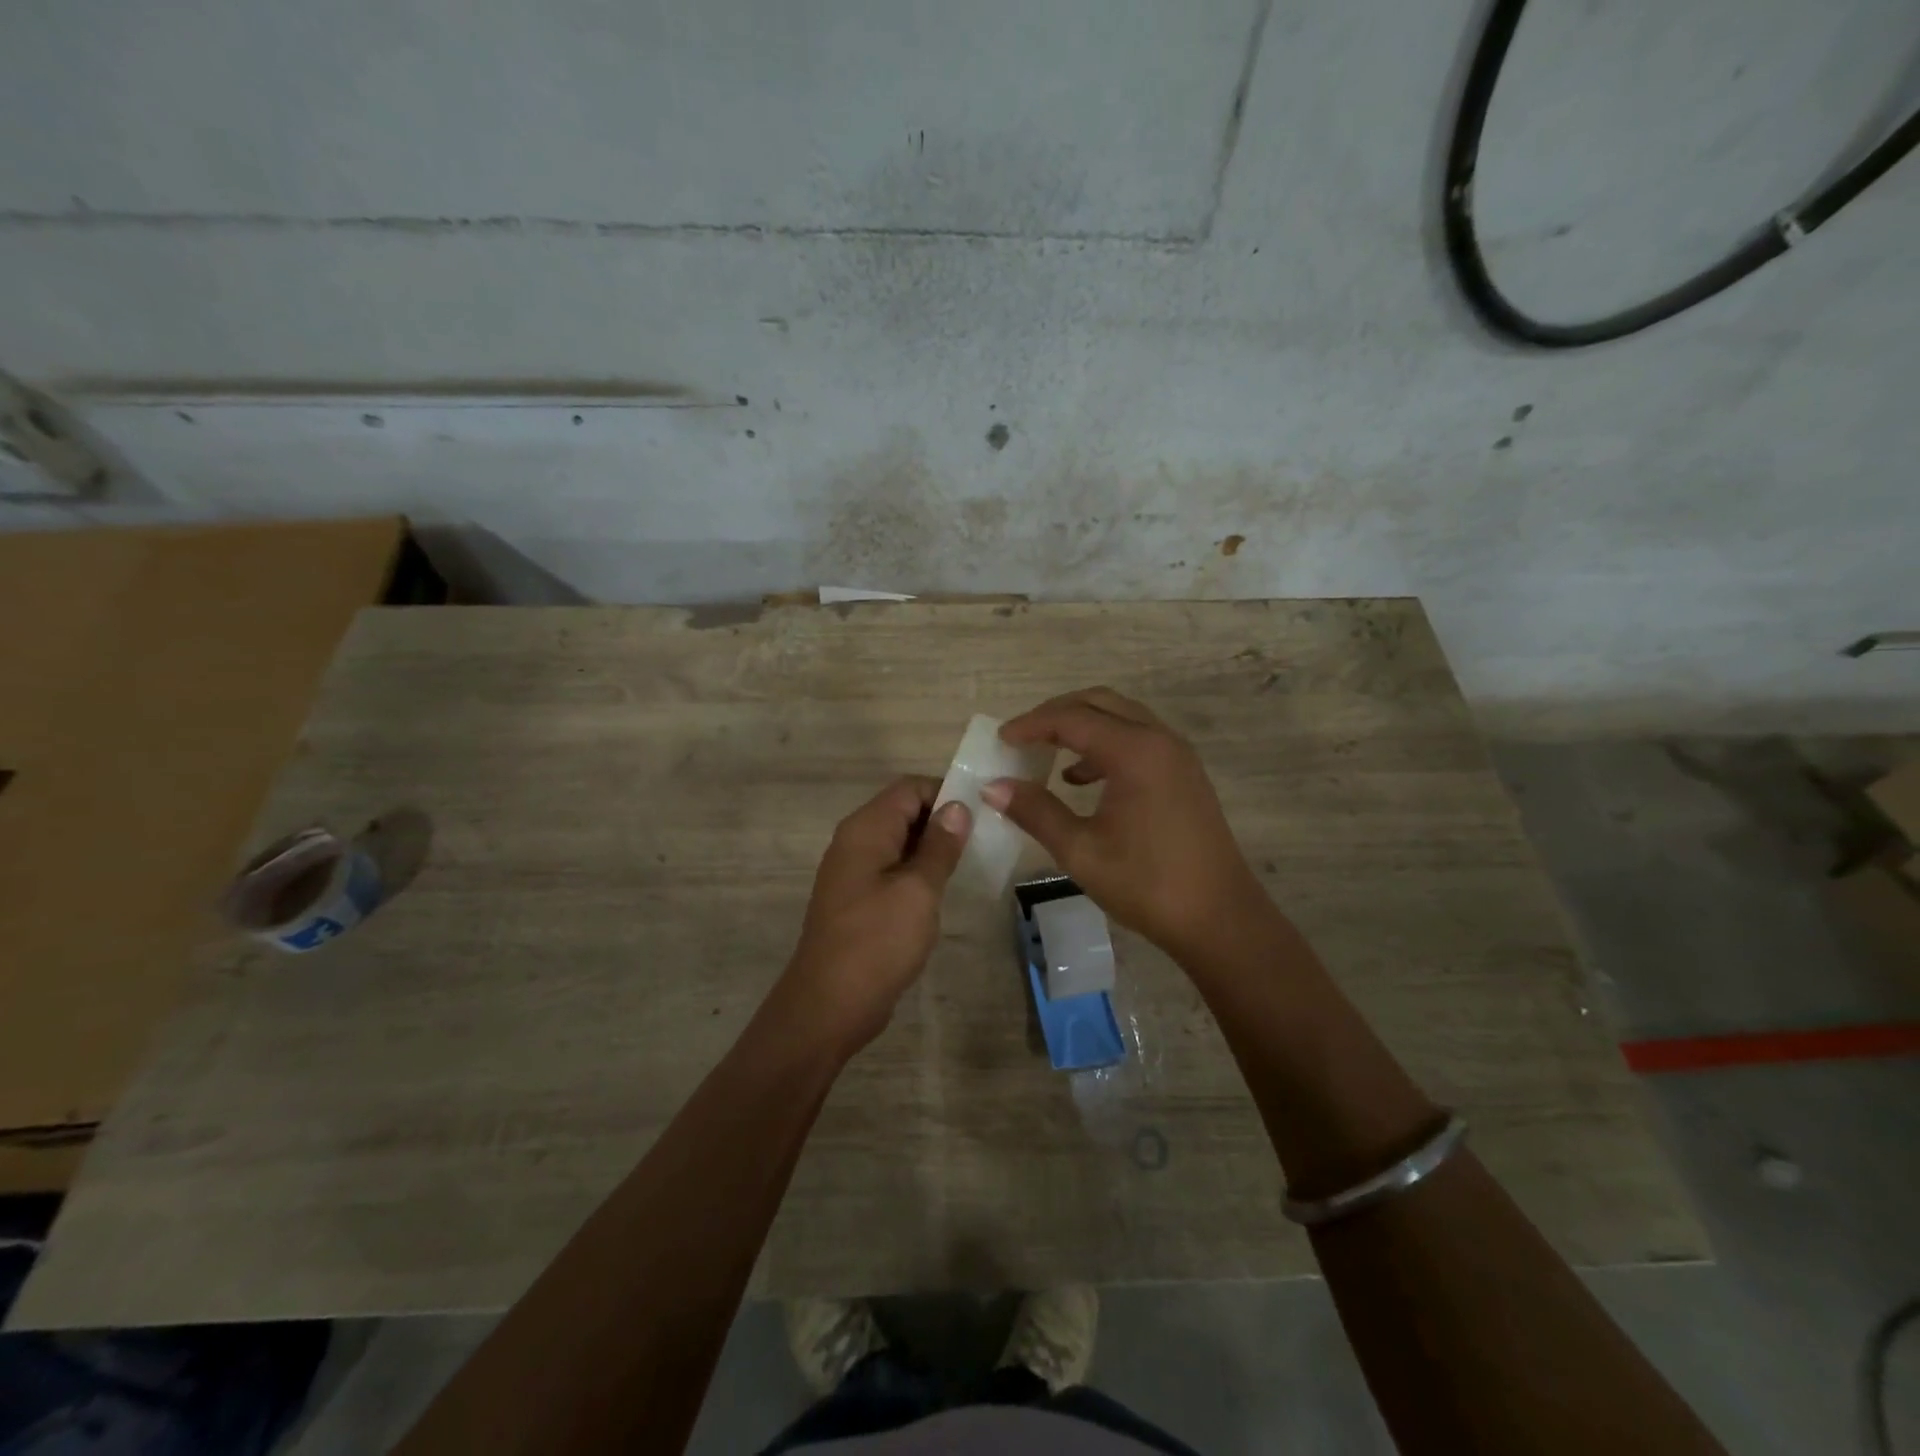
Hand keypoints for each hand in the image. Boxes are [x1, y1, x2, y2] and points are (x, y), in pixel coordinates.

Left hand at [778, 776, 971, 1053]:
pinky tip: (941, 892)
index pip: (909, 788)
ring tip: (969, 863)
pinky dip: (917, 873)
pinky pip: (891, 870)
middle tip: (982, 840)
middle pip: (903, 812)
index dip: (945, 794)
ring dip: (931, 849)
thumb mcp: (918, 890)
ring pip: (899, 843)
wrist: (828, 1006)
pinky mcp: (857, 900)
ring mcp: (853, 872)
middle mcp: (854, 842)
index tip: (981, 814)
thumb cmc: (877, 942)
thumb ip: (939, 846)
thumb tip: (957, 807)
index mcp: (865, 829)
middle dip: (941, 821)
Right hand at [984, 687, 1269, 956]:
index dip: (1032, 725)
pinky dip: (1105, 746)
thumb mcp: (1081, 850)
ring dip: (1083, 727)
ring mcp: (1176, 755)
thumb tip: (993, 787)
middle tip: (1023, 736)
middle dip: (1057, 714)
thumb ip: (1036, 812)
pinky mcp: (1183, 774)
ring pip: (1121, 718)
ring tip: (1047, 752)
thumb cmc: (1147, 885)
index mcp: (1135, 752)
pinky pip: (1137, 740)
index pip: (1072, 718)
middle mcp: (1159, 740)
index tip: (1000, 739)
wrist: (1220, 919)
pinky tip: (1081, 779)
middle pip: (1099, 703)